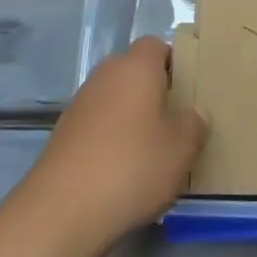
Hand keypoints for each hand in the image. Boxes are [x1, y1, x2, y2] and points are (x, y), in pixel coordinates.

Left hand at [25, 37, 207, 248]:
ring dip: (131, 118)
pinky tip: (122, 172)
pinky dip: (110, 139)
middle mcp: (105, 76)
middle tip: (175, 122)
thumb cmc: (133, 166)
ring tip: (151, 152)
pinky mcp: (63, 135)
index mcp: (136, 67)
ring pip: (115, 100)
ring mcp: (79, 105)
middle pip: (134, 72)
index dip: (175, 63)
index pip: (157, 46)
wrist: (61, 211)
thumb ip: (195, 123)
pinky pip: (97, 125)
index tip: (189, 90)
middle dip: (154, 92)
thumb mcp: (182, 148)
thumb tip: (193, 113)